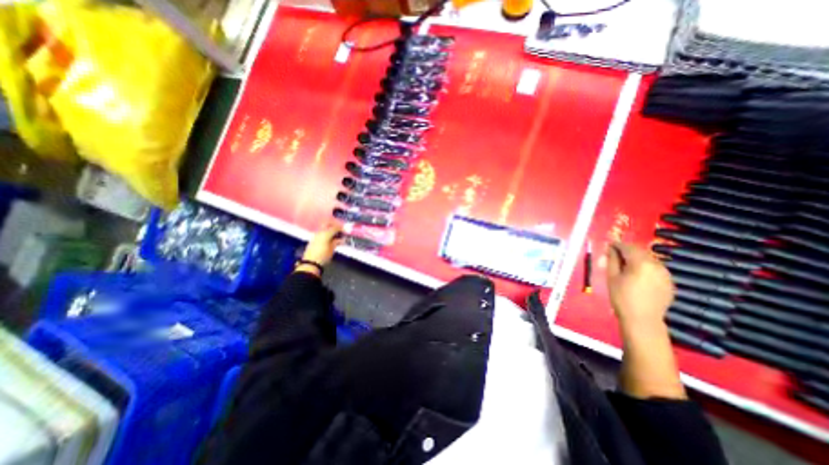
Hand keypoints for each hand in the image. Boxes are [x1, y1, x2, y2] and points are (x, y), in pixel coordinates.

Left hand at [297, 223, 342, 273]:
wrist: (310, 263)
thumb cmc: (323, 256)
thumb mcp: (332, 249)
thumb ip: (336, 242)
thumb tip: (342, 239)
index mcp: (326, 234)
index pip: (335, 227)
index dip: (341, 228)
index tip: (345, 230)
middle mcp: (320, 232)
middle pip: (327, 224)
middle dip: (334, 225)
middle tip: (340, 229)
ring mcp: (315, 235)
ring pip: (323, 228)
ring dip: (329, 229)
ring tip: (336, 235)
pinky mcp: (313, 240)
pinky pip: (321, 233)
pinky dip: (326, 233)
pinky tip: (329, 238)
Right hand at [608, 243, 671, 329]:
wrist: (642, 320)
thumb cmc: (621, 297)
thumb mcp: (612, 277)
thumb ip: (612, 260)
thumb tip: (610, 248)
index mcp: (641, 263)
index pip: (628, 247)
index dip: (617, 245)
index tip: (608, 245)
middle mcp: (657, 265)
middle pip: (640, 252)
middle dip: (627, 251)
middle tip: (615, 255)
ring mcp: (666, 274)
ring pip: (649, 260)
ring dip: (637, 259)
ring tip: (626, 266)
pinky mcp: (670, 282)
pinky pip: (656, 269)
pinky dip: (646, 268)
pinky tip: (637, 276)